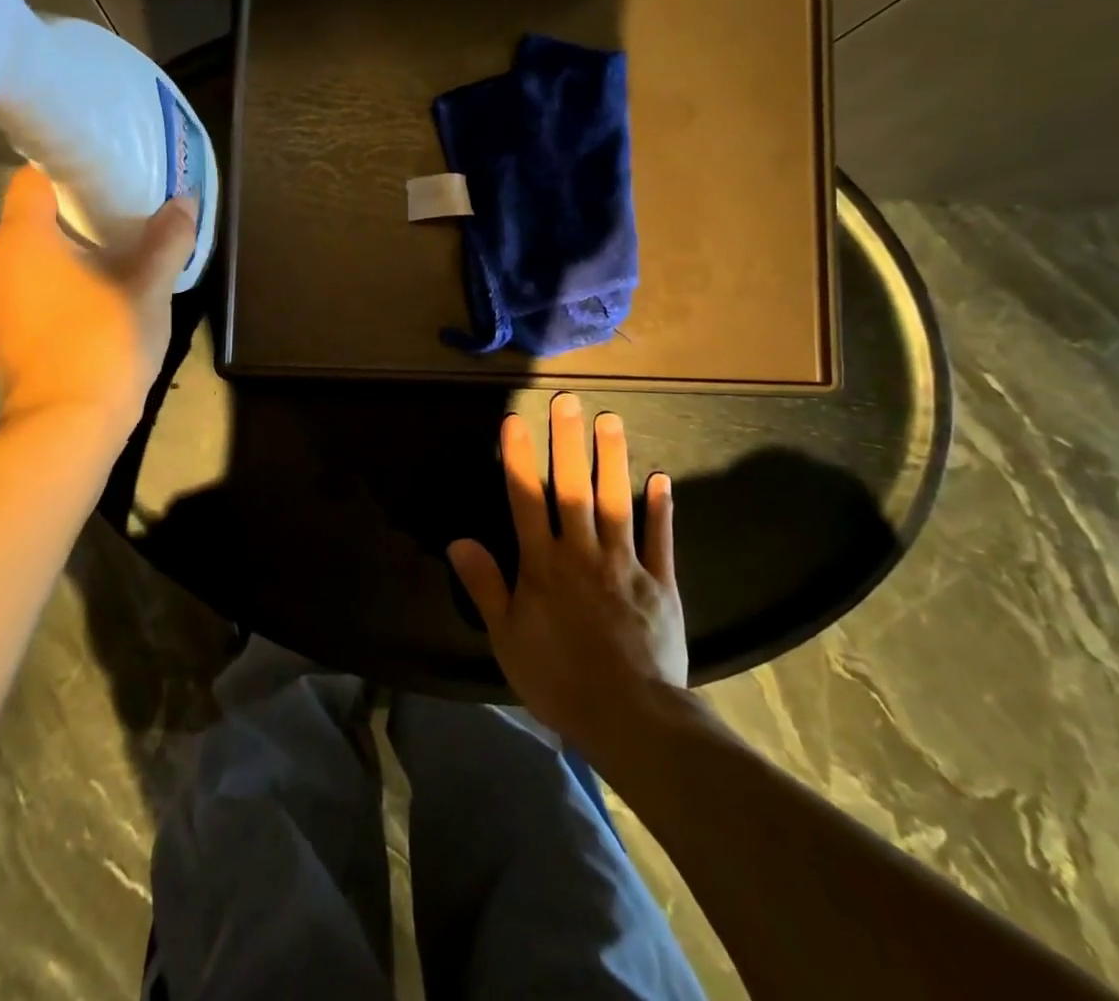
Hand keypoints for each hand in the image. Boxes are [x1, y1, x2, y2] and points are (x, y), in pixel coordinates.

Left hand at [0, 166, 196, 432]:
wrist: (66, 427)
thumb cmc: (103, 343)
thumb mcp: (148, 288)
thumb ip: (167, 241)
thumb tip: (183, 202)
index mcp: (25, 240)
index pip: (32, 179)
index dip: (66, 168)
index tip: (105, 170)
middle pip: (33, 219)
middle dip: (77, 212)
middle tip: (124, 210)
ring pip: (34, 260)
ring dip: (70, 253)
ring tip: (116, 252)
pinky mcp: (8, 337)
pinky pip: (34, 293)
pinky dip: (61, 286)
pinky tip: (98, 297)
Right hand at [448, 392, 688, 746]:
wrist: (630, 717)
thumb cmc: (558, 679)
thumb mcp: (507, 637)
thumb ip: (485, 585)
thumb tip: (458, 541)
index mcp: (542, 565)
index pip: (525, 499)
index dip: (519, 457)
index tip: (515, 419)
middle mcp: (582, 552)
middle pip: (573, 487)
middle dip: (568, 441)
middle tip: (568, 400)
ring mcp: (625, 564)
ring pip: (616, 502)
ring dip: (613, 459)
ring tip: (610, 419)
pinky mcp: (660, 583)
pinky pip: (659, 539)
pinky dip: (660, 508)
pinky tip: (659, 479)